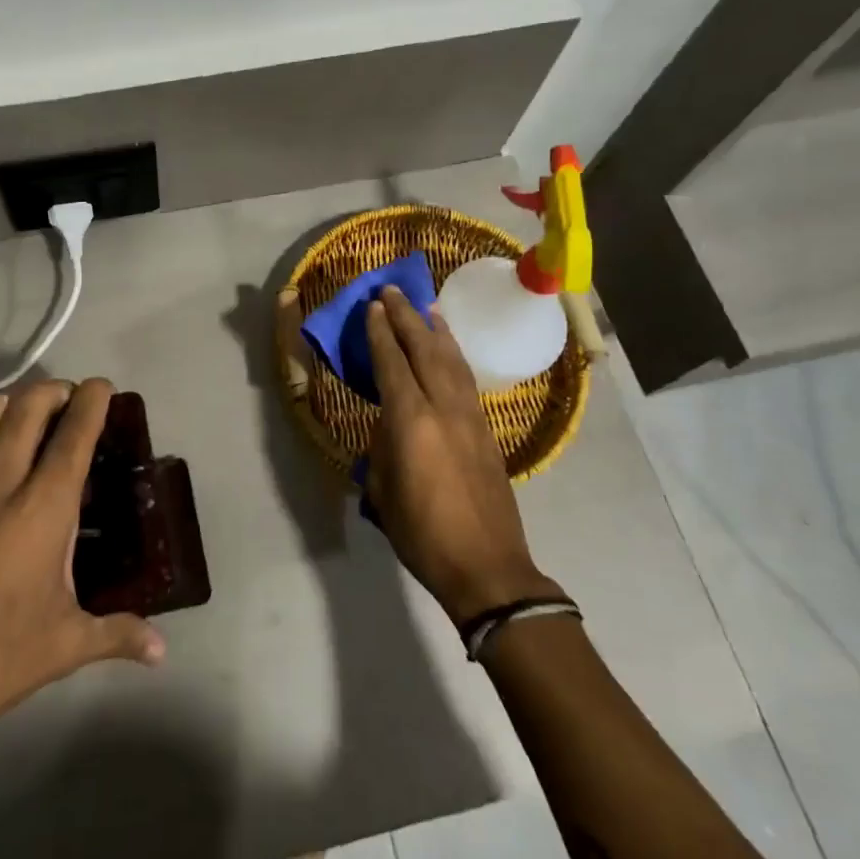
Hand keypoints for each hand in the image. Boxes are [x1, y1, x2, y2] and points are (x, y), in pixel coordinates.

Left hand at [0, 379, 164, 783]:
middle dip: (54, 391)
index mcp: (41, 510)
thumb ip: (119, 634)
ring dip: (12, 402)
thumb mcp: (64, 646)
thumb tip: (161, 651)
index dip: (92, 401)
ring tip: (26, 416)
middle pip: (27, 407)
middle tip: (69, 400)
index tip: (103, 386)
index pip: (74, 435)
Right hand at [365, 287, 558, 623]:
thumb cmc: (423, 533)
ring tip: (427, 308)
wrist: (487, 567)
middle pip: (425, 350)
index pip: (393, 363)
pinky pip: (467, 380)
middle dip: (406, 317)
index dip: (380, 333)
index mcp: (411, 421)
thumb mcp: (384, 490)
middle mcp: (443, 408)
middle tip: (392, 291)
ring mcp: (471, 417)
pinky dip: (455, 356)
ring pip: (452, 360)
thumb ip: (384, 447)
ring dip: (437, 331)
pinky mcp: (487, 431)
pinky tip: (450, 351)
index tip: (372, 306)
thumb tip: (389, 424)